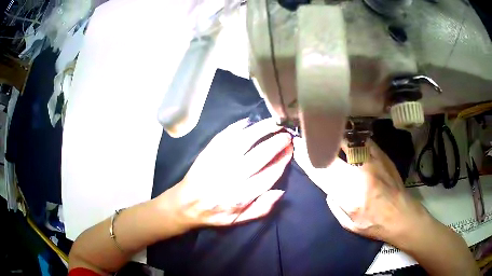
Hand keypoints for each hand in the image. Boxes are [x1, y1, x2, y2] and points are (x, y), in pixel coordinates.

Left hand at [161, 118, 292, 231]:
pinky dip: (238, 126)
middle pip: (260, 156)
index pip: (268, 175)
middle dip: (276, 143)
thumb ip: (261, 209)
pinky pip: (225, 135)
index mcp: (241, 196)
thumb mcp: (239, 220)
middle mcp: (231, 177)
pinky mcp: (208, 152)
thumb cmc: (215, 213)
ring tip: (273, 123)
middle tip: (286, 135)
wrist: (186, 204)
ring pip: (244, 141)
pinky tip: (249, 122)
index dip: (282, 161)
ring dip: (261, 130)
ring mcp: (219, 162)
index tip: (290, 151)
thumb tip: (280, 192)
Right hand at [293, 138, 428, 245]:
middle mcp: (359, 174)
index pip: (322, 171)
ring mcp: (372, 161)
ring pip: (348, 140)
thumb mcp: (347, 223)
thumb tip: (329, 186)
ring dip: (333, 135)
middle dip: (316, 141)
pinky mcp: (382, 155)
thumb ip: (334, 203)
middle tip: (307, 134)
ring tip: (324, 130)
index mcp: (349, 194)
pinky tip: (347, 136)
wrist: (401, 214)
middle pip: (333, 151)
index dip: (307, 158)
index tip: (298, 148)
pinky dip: (352, 138)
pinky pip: (362, 140)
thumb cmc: (373, 224)